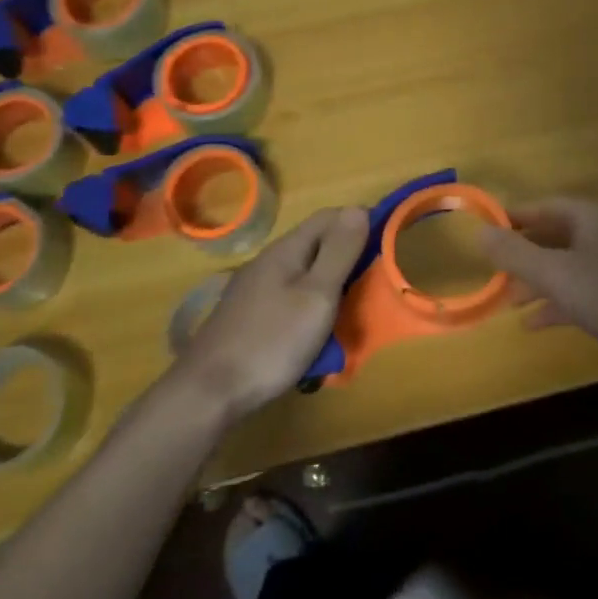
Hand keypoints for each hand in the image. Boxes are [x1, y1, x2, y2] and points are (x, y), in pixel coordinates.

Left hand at [170, 205, 367, 424]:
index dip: (359, 221)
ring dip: (330, 283)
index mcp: (286, 250)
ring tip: (351, 307)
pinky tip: (316, 329)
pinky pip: (290, 296)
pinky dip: (311, 304)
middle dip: (347, 255)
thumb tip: (358, 208)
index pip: (329, 217)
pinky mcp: (249, 315)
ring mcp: (255, 289)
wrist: (209, 390)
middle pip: (316, 244)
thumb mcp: (317, 295)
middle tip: (374, 281)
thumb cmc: (273, 340)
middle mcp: (269, 261)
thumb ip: (339, 252)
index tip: (388, 240)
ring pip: (303, 272)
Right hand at [478, 197, 597, 366]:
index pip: (544, 206)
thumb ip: (515, 253)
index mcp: (589, 218)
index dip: (514, 217)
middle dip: (522, 255)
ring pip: (565, 266)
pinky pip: (579, 291)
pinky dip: (556, 303)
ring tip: (506, 301)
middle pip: (553, 236)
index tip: (485, 230)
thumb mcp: (555, 273)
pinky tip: (533, 323)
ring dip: (536, 282)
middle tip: (493, 271)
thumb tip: (477, 232)